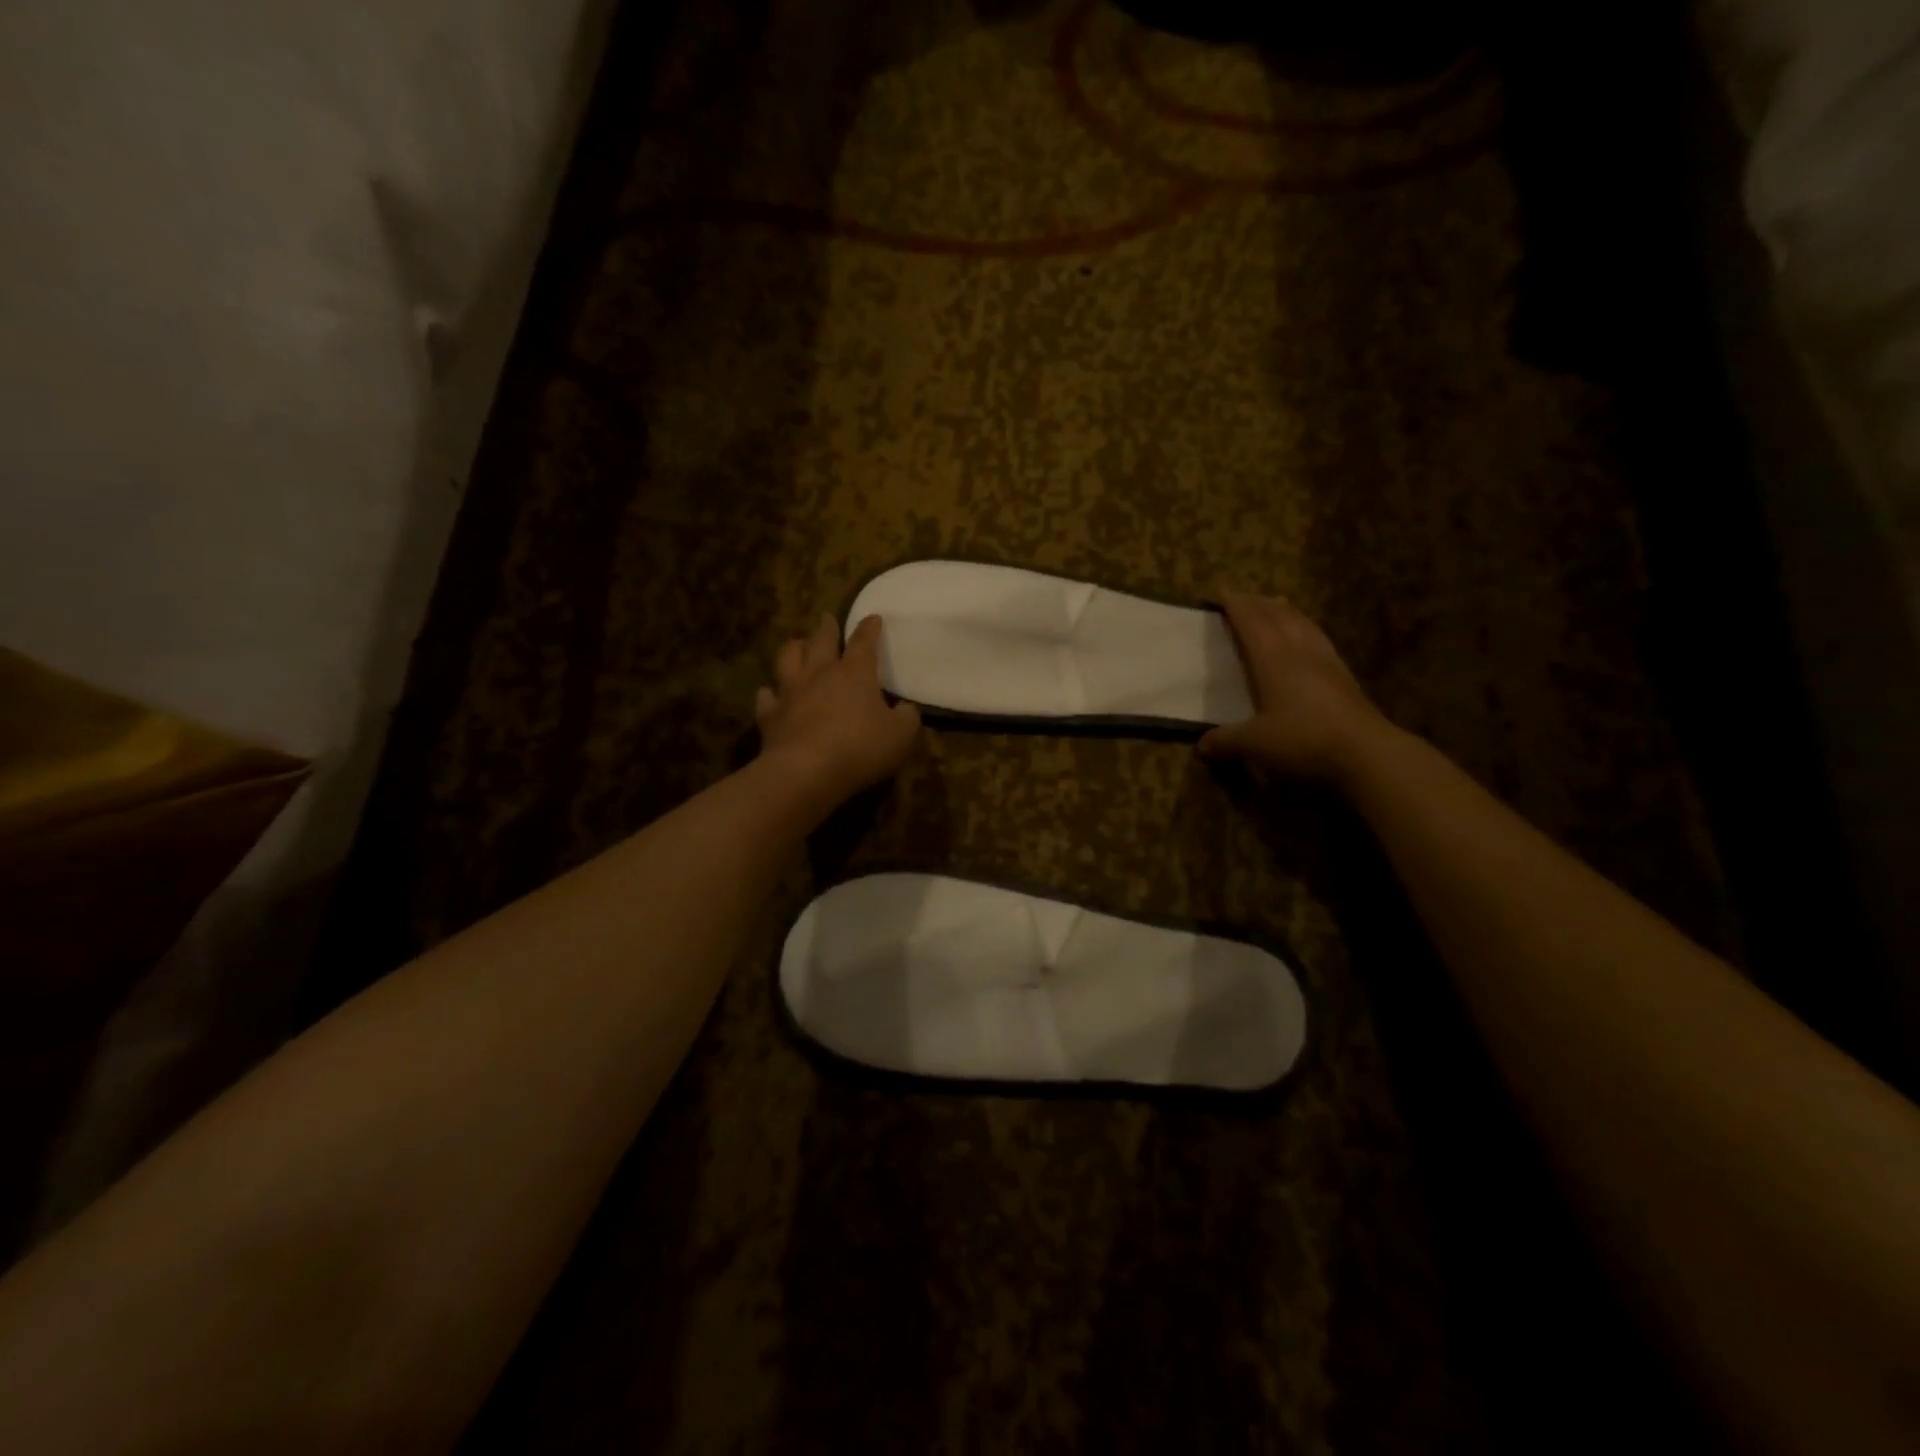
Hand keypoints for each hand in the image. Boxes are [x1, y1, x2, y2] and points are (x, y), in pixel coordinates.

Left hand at [756, 614, 921, 806]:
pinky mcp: (770, 716)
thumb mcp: (901, 735)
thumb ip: (907, 717)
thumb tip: (905, 709)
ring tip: (797, 644)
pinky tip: (770, 694)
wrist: (805, 772)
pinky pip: (767, 698)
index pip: (864, 642)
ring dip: (794, 648)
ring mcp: (791, 692)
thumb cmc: (860, 748)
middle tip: (827, 619)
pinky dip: (769, 694)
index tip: (873, 618)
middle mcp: (820, 674)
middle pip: (821, 641)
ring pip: (788, 658)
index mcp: (854, 673)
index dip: (869, 628)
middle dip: (827, 628)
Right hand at [1199, 591, 1386, 782]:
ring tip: (1276, 605)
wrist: (1365, 751)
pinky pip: (1319, 639)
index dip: (1236, 606)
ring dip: (1285, 611)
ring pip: (1302, 624)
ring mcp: (1325, 661)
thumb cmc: (1303, 739)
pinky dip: (1305, 628)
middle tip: (1242, 597)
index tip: (1220, 592)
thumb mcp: (1255, 744)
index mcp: (1273, 659)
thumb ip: (1226, 741)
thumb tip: (1201, 746)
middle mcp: (1299, 651)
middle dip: (1258, 603)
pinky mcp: (1343, 675)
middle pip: (1277, 617)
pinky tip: (1308, 636)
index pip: (1251, 623)